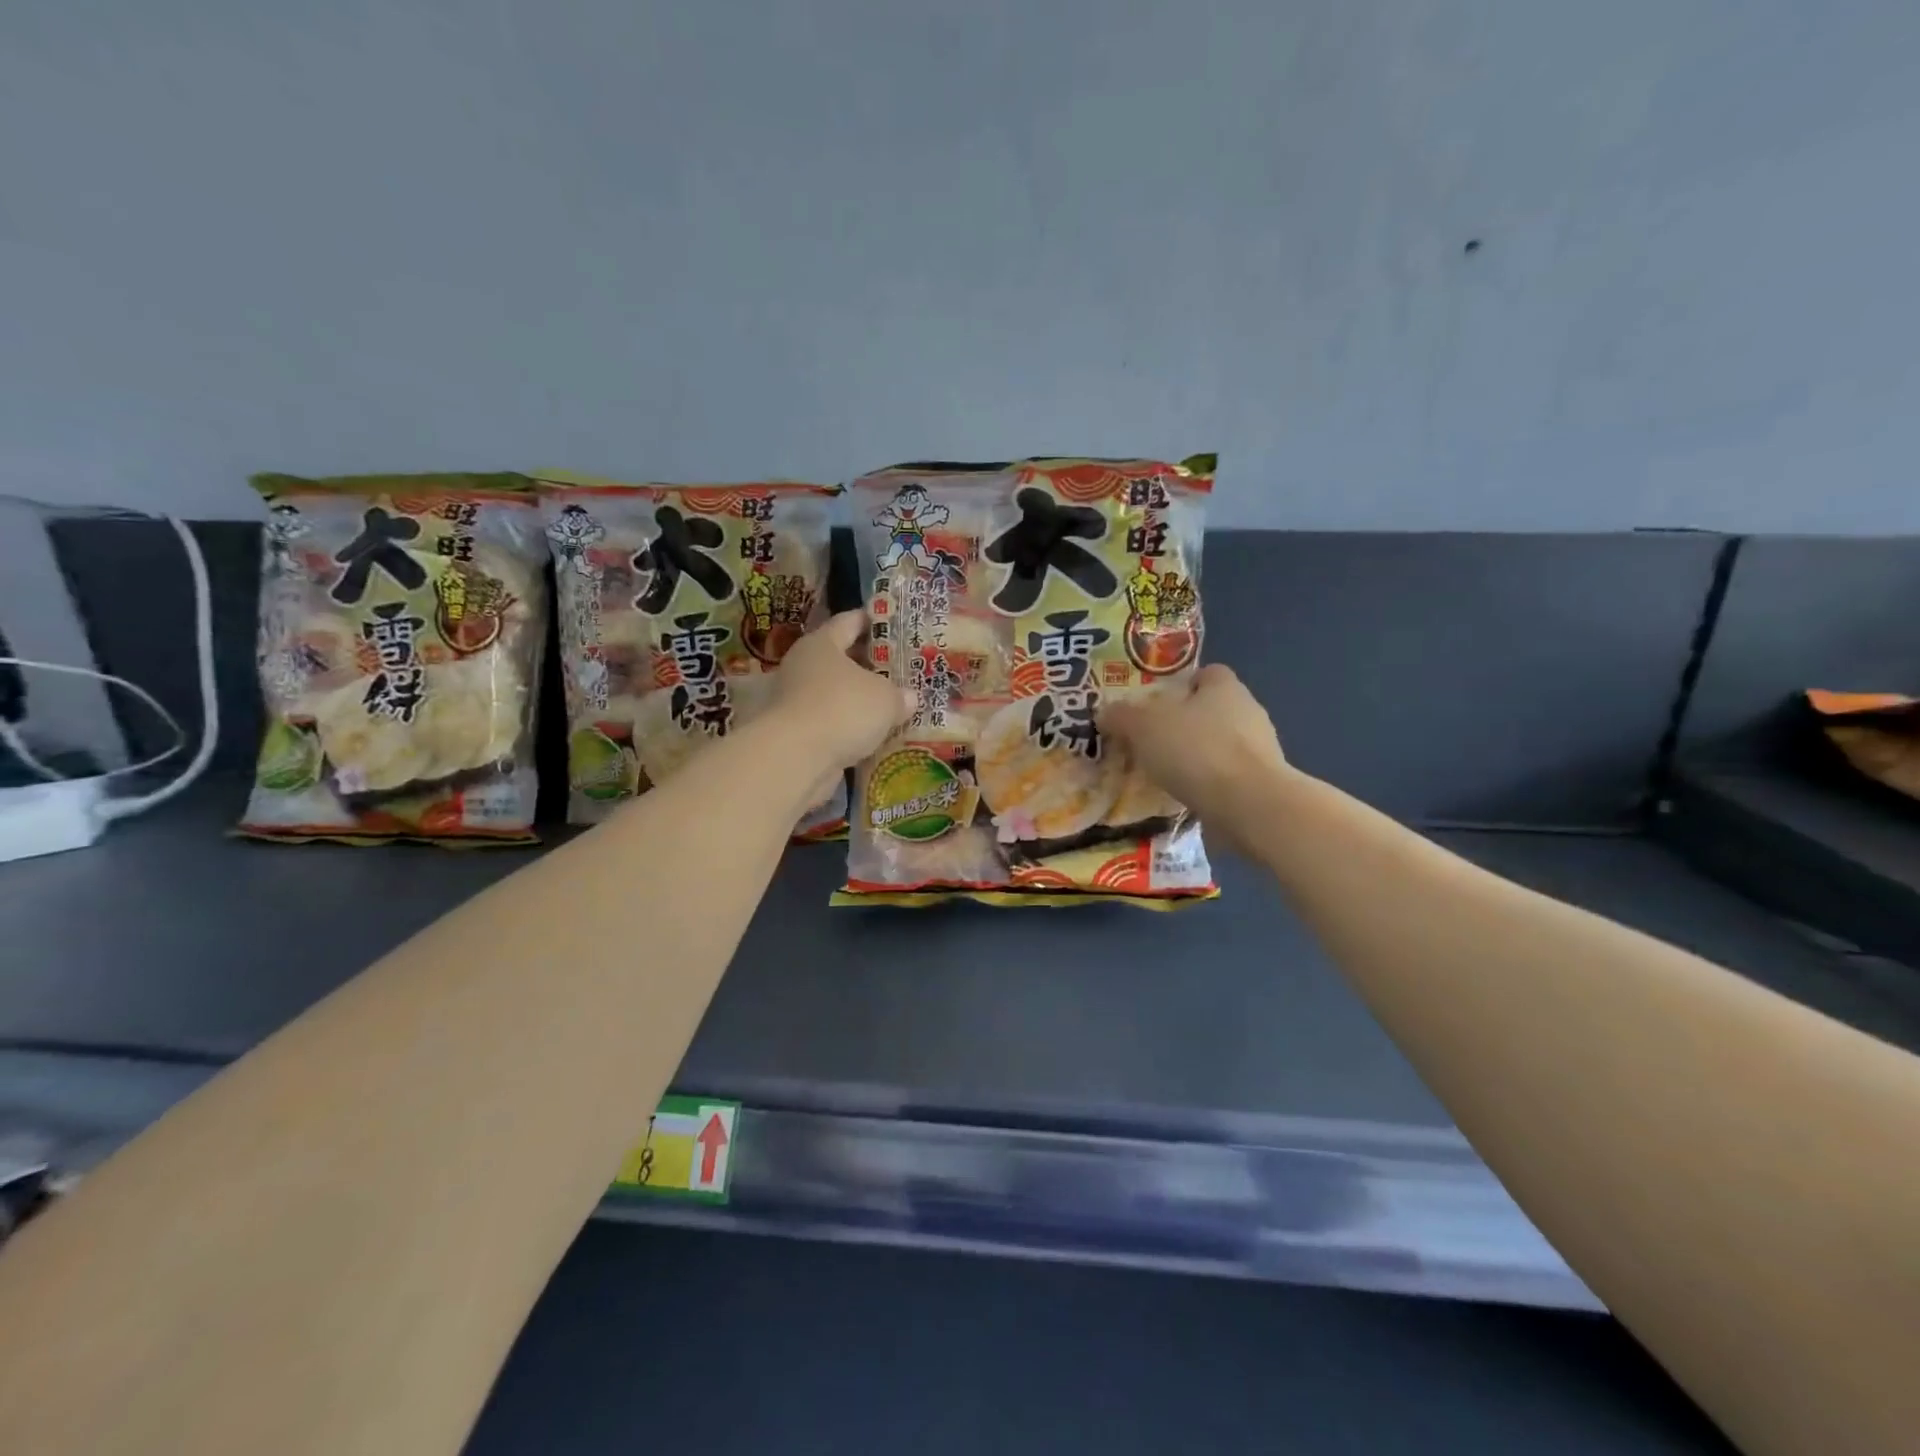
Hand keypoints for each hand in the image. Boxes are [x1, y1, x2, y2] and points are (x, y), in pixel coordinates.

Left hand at [772, 610, 915, 789]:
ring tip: (893, 705)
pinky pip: (832, 723)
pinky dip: (851, 727)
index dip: (872, 620)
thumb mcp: (885, 698)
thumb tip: (909, 698)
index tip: (892, 623)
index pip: (849, 622)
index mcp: (822, 644)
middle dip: (869, 665)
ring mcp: (797, 701)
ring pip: (837, 693)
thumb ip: (900, 695)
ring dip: (860, 700)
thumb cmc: (843, 709)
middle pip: (841, 659)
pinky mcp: (798, 733)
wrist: (796, 757)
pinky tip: (875, 734)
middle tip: (900, 669)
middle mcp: (804, 667)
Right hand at [1102, 664, 1291, 849]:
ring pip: (1220, 745)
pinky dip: (1207, 785)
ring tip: (1163, 774)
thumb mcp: (1144, 728)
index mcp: (1224, 687)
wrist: (1249, 806)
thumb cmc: (1196, 751)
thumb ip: (1122, 717)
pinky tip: (1185, 798)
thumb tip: (1105, 712)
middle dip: (1184, 724)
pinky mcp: (1262, 784)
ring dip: (1196, 757)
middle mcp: (1248, 711)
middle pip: (1212, 710)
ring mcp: (1260, 750)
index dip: (1181, 685)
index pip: (1206, 673)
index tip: (1155, 704)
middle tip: (1150, 741)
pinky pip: (1227, 777)